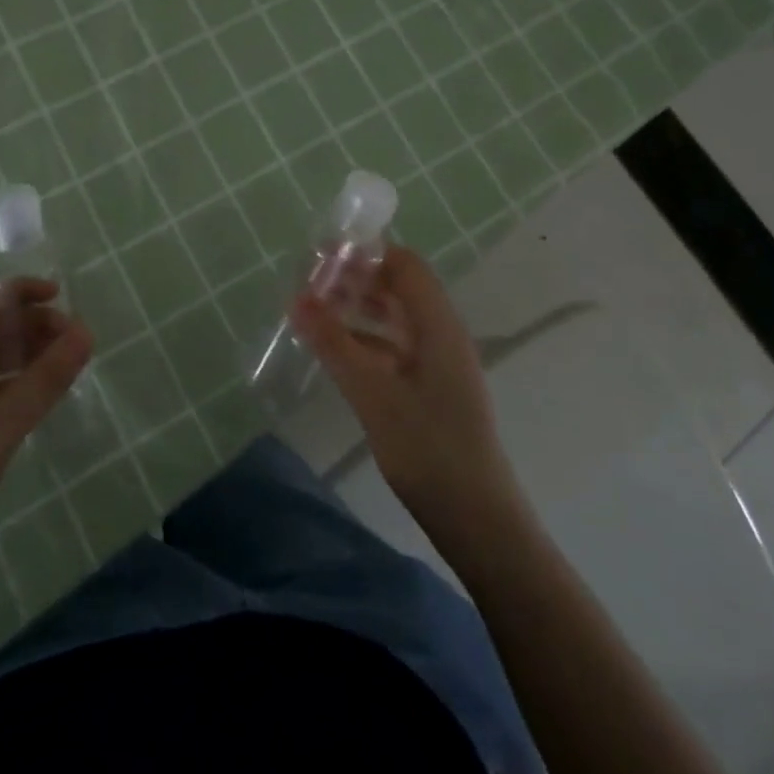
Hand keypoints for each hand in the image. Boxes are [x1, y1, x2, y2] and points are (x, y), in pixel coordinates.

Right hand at [290, 246, 518, 528]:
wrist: (478, 519)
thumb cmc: (428, 448)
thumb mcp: (372, 393)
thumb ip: (334, 343)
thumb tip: (296, 300)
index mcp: (437, 323)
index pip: (403, 263)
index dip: (364, 253)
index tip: (322, 259)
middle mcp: (441, 333)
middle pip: (398, 287)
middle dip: (355, 280)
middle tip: (310, 287)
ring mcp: (439, 361)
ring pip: (395, 317)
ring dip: (358, 309)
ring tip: (315, 314)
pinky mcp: (432, 387)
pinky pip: (395, 346)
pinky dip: (365, 339)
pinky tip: (336, 352)